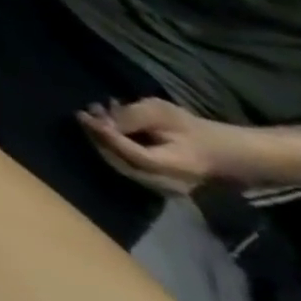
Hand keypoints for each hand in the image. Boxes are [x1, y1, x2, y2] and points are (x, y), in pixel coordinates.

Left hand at [77, 98, 238, 195]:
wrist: (217, 150)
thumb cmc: (190, 128)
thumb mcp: (162, 112)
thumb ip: (133, 117)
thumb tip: (103, 121)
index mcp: (178, 167)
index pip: (134, 155)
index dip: (106, 136)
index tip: (83, 115)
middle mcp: (168, 184)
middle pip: (121, 163)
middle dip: (97, 137)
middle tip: (83, 114)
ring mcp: (160, 188)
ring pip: (119, 165)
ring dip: (100, 141)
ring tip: (90, 116)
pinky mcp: (153, 183)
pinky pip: (125, 165)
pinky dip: (109, 146)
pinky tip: (102, 126)